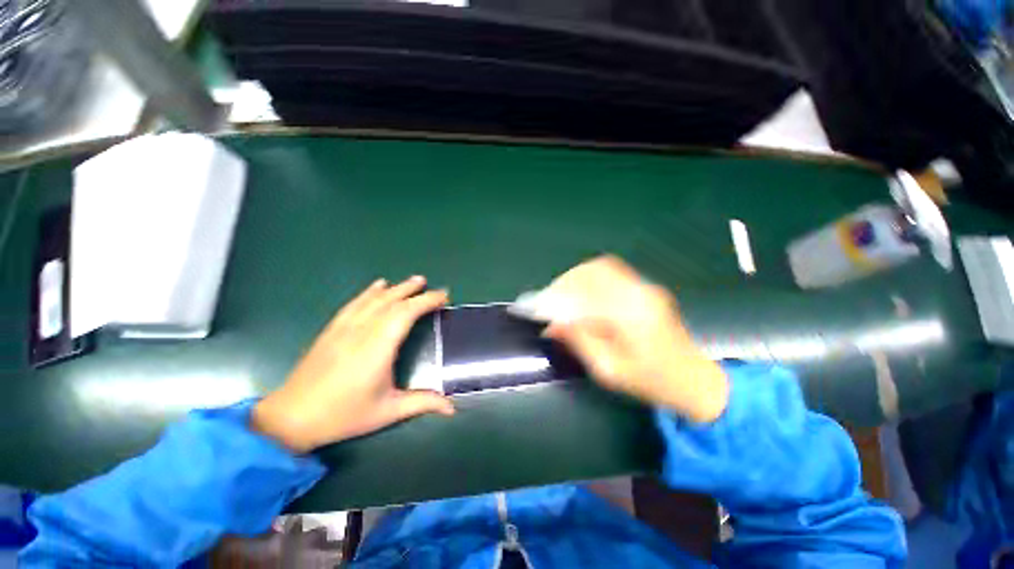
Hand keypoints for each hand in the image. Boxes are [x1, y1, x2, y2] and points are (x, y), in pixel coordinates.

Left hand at [252, 276, 454, 452]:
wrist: (291, 418)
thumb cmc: (344, 415)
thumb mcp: (387, 412)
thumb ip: (422, 403)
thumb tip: (452, 408)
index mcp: (378, 348)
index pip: (406, 314)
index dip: (426, 302)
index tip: (443, 297)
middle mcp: (361, 332)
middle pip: (392, 302)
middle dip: (415, 292)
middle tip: (434, 287)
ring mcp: (344, 328)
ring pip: (374, 299)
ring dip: (397, 288)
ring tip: (414, 280)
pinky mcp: (332, 329)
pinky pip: (355, 303)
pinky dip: (370, 292)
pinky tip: (378, 286)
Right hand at [542, 256, 728, 422]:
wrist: (693, 379)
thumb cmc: (651, 381)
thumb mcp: (609, 370)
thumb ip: (579, 342)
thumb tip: (551, 325)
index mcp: (631, 316)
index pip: (585, 295)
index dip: (558, 298)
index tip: (539, 308)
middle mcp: (639, 293)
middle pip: (593, 272)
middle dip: (564, 283)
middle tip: (548, 300)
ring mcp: (645, 286)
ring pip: (600, 267)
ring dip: (575, 278)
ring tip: (561, 295)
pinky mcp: (645, 288)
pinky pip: (610, 272)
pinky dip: (588, 277)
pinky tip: (580, 292)